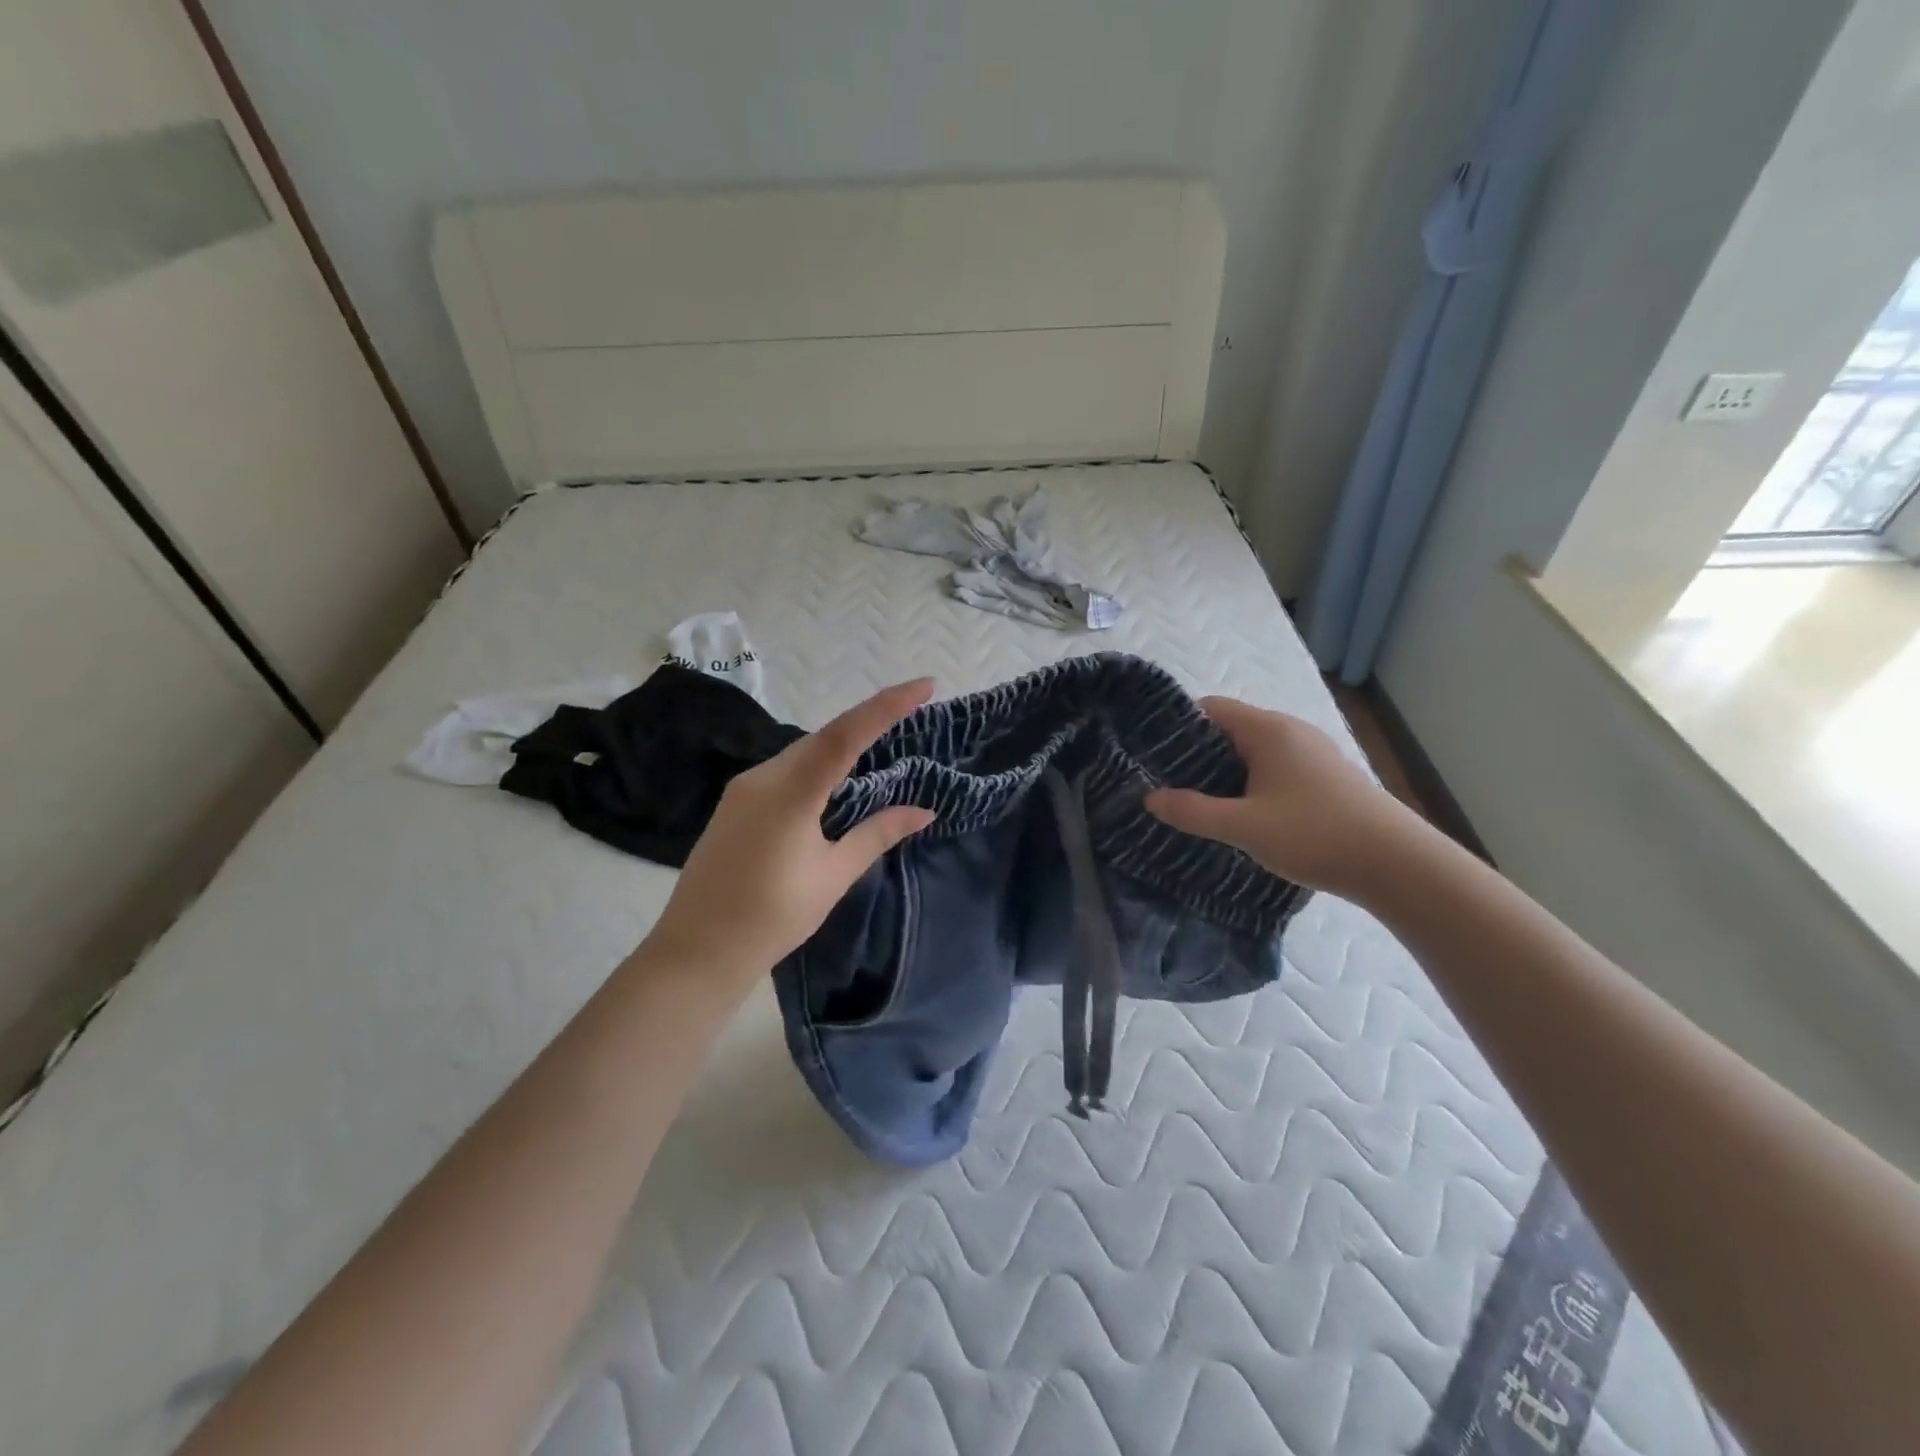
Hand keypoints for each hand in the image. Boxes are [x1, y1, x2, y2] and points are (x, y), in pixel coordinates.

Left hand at [642, 679, 937, 982]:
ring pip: (802, 752)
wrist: (697, 950)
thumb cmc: (773, 917)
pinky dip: (817, 766)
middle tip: (911, 712)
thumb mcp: (833, 875)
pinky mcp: (736, 803)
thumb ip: (877, 834)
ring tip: (882, 746)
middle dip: (868, 721)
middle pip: (824, 737)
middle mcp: (763, 777)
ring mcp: (744, 788)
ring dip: (842, 746)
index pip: (845, 735)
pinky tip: (835, 782)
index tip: (924, 685)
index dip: (886, 706)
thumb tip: (923, 810)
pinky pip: (785, 770)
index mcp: (790, 792)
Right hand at [1145, 696, 1420, 897]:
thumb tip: (1149, 798)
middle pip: (1231, 729)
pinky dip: (1252, 782)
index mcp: (1268, 730)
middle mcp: (1291, 731)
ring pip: (1254, 751)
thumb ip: (1192, 811)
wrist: (1397, 864)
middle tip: (1167, 783)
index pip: (1210, 708)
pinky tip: (1243, 813)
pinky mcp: (1326, 777)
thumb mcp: (1243, 826)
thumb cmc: (1314, 834)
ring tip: (1198, 801)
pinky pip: (1275, 768)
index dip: (1178, 726)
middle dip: (1197, 753)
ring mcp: (1313, 753)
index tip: (1152, 754)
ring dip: (1225, 771)